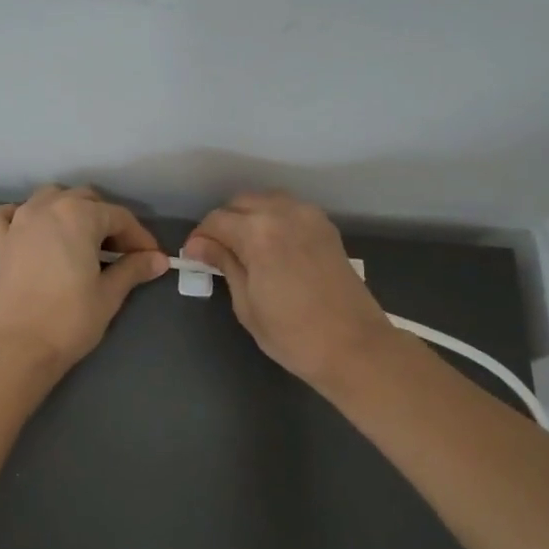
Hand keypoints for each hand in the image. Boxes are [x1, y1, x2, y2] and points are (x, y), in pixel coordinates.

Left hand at [0, 185, 168, 372]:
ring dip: (69, 211)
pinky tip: (31, 231)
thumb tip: (158, 260)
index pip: (119, 217)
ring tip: (82, 239)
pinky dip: (20, 216)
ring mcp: (18, 223)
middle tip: (121, 253)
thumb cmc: (69, 319)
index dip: (139, 237)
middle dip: (107, 221)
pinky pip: (6, 215)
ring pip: (48, 198)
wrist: (18, 347)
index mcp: (78, 215)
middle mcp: (46, 208)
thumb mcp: (109, 294)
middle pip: (85, 200)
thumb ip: (133, 269)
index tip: (152, 258)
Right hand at [184, 191, 400, 392]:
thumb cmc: (292, 335)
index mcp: (258, 233)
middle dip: (224, 223)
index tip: (194, 257)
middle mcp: (284, 213)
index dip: (200, 238)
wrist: (354, 346)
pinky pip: (290, 210)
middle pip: (241, 203)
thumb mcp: (246, 304)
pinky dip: (274, 219)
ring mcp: (310, 217)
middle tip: (216, 253)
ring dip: (249, 217)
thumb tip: (199, 246)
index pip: (217, 220)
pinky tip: (271, 247)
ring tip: (243, 249)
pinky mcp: (326, 228)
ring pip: (267, 201)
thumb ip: (225, 264)